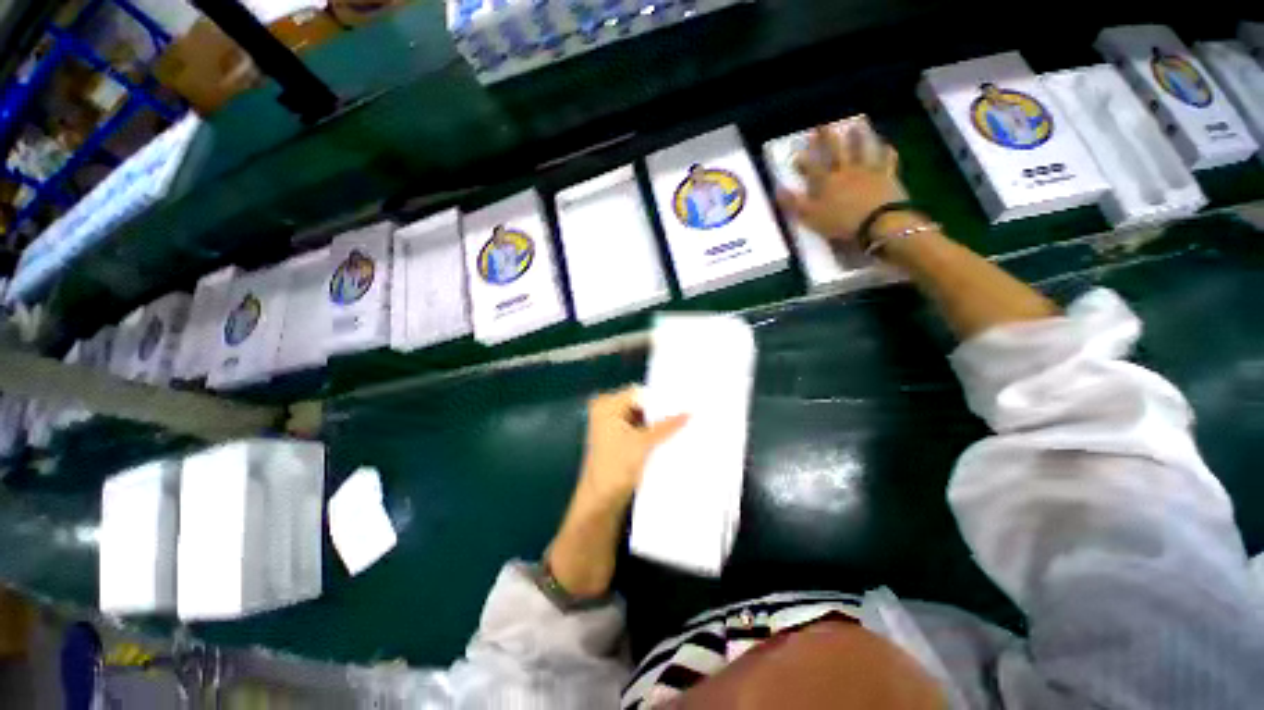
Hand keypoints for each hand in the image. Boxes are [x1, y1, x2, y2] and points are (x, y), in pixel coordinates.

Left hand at [544, 388, 686, 599]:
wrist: (601, 500)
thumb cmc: (617, 467)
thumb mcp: (644, 443)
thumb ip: (667, 426)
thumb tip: (689, 412)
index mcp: (607, 405)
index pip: (638, 393)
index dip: (659, 399)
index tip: (681, 403)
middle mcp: (606, 410)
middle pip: (638, 403)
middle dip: (658, 410)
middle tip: (683, 412)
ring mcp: (610, 423)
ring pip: (639, 415)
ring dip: (655, 421)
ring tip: (678, 423)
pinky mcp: (615, 436)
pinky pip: (636, 426)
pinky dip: (649, 430)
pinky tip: (667, 434)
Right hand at [776, 125, 904, 242]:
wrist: (878, 222)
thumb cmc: (840, 222)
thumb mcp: (810, 216)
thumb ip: (793, 203)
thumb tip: (777, 189)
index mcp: (826, 181)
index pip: (811, 166)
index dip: (803, 159)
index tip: (797, 151)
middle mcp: (846, 170)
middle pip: (836, 151)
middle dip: (828, 139)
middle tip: (824, 126)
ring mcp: (868, 170)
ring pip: (862, 149)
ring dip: (858, 137)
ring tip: (856, 125)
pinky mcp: (887, 176)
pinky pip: (887, 160)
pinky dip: (886, 152)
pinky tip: (887, 146)